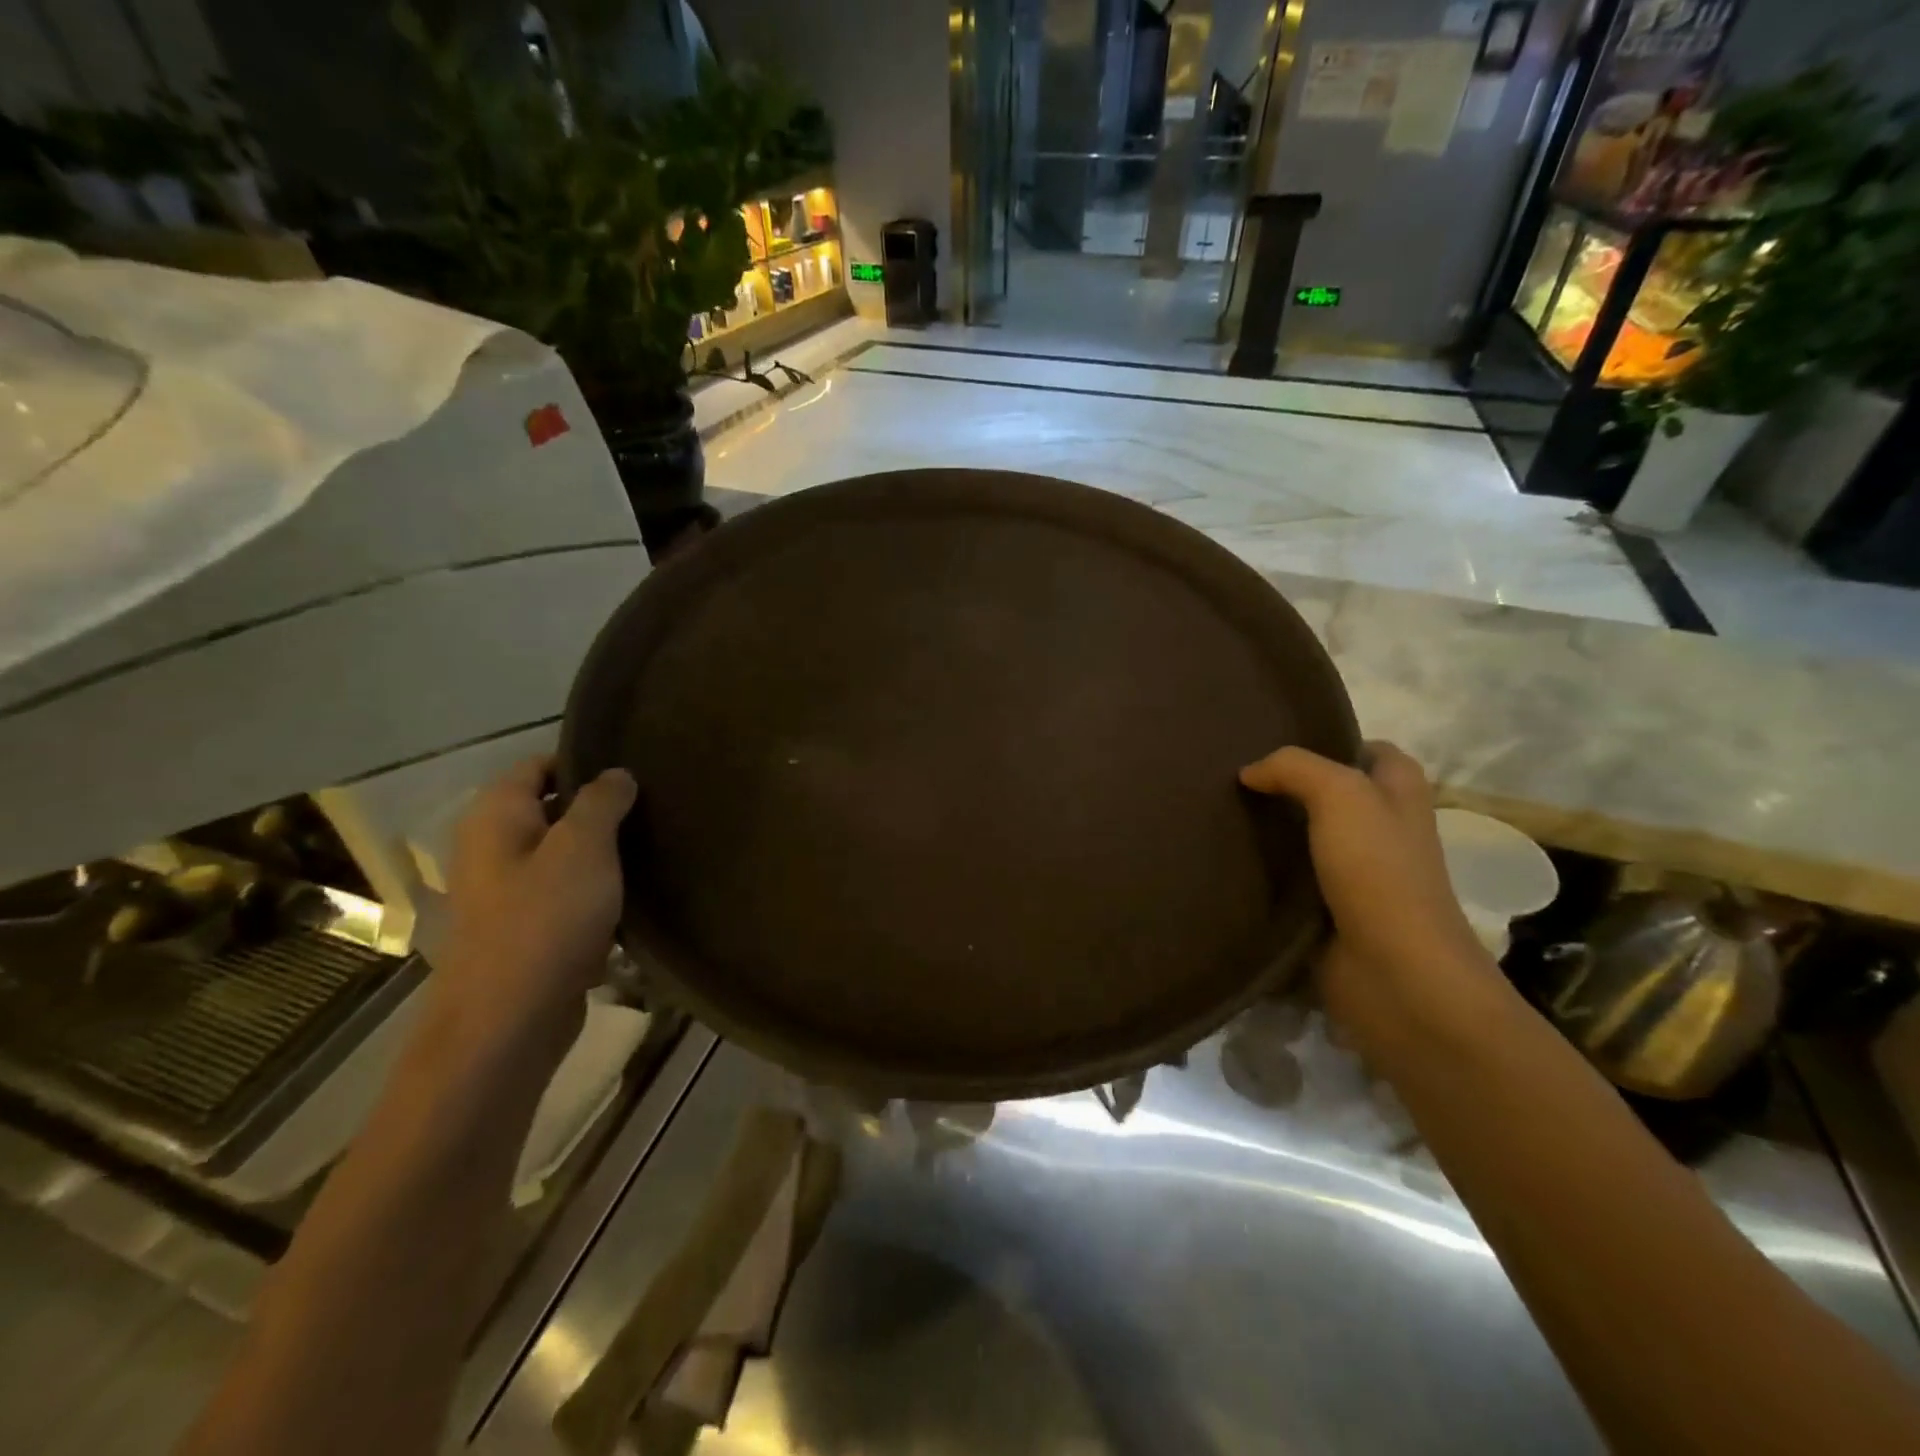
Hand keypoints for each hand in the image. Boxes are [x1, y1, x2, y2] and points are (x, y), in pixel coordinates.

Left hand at [435, 757, 635, 1053]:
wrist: (511, 1020)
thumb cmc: (546, 920)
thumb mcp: (583, 847)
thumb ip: (602, 802)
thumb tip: (617, 774)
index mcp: (496, 817)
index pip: (538, 765)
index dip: (584, 761)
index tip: (635, 769)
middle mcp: (494, 848)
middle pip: (552, 809)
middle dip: (601, 808)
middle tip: (655, 806)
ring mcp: (508, 892)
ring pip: (564, 854)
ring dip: (604, 851)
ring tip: (655, 844)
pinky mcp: (528, 928)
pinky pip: (567, 893)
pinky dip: (598, 889)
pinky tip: (637, 891)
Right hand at [1240, 742, 1509, 1051]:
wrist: (1394, 975)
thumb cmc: (1380, 873)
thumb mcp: (1342, 796)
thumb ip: (1294, 768)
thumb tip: (1248, 773)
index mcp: (1400, 795)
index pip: (1370, 752)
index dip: (1332, 742)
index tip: (1275, 741)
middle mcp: (1382, 830)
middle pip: (1332, 795)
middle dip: (1289, 786)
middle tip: (1235, 777)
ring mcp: (1356, 875)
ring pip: (1306, 839)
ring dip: (1271, 831)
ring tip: (1220, 814)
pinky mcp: (1328, 913)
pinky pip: (1290, 882)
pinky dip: (1264, 874)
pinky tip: (1227, 862)